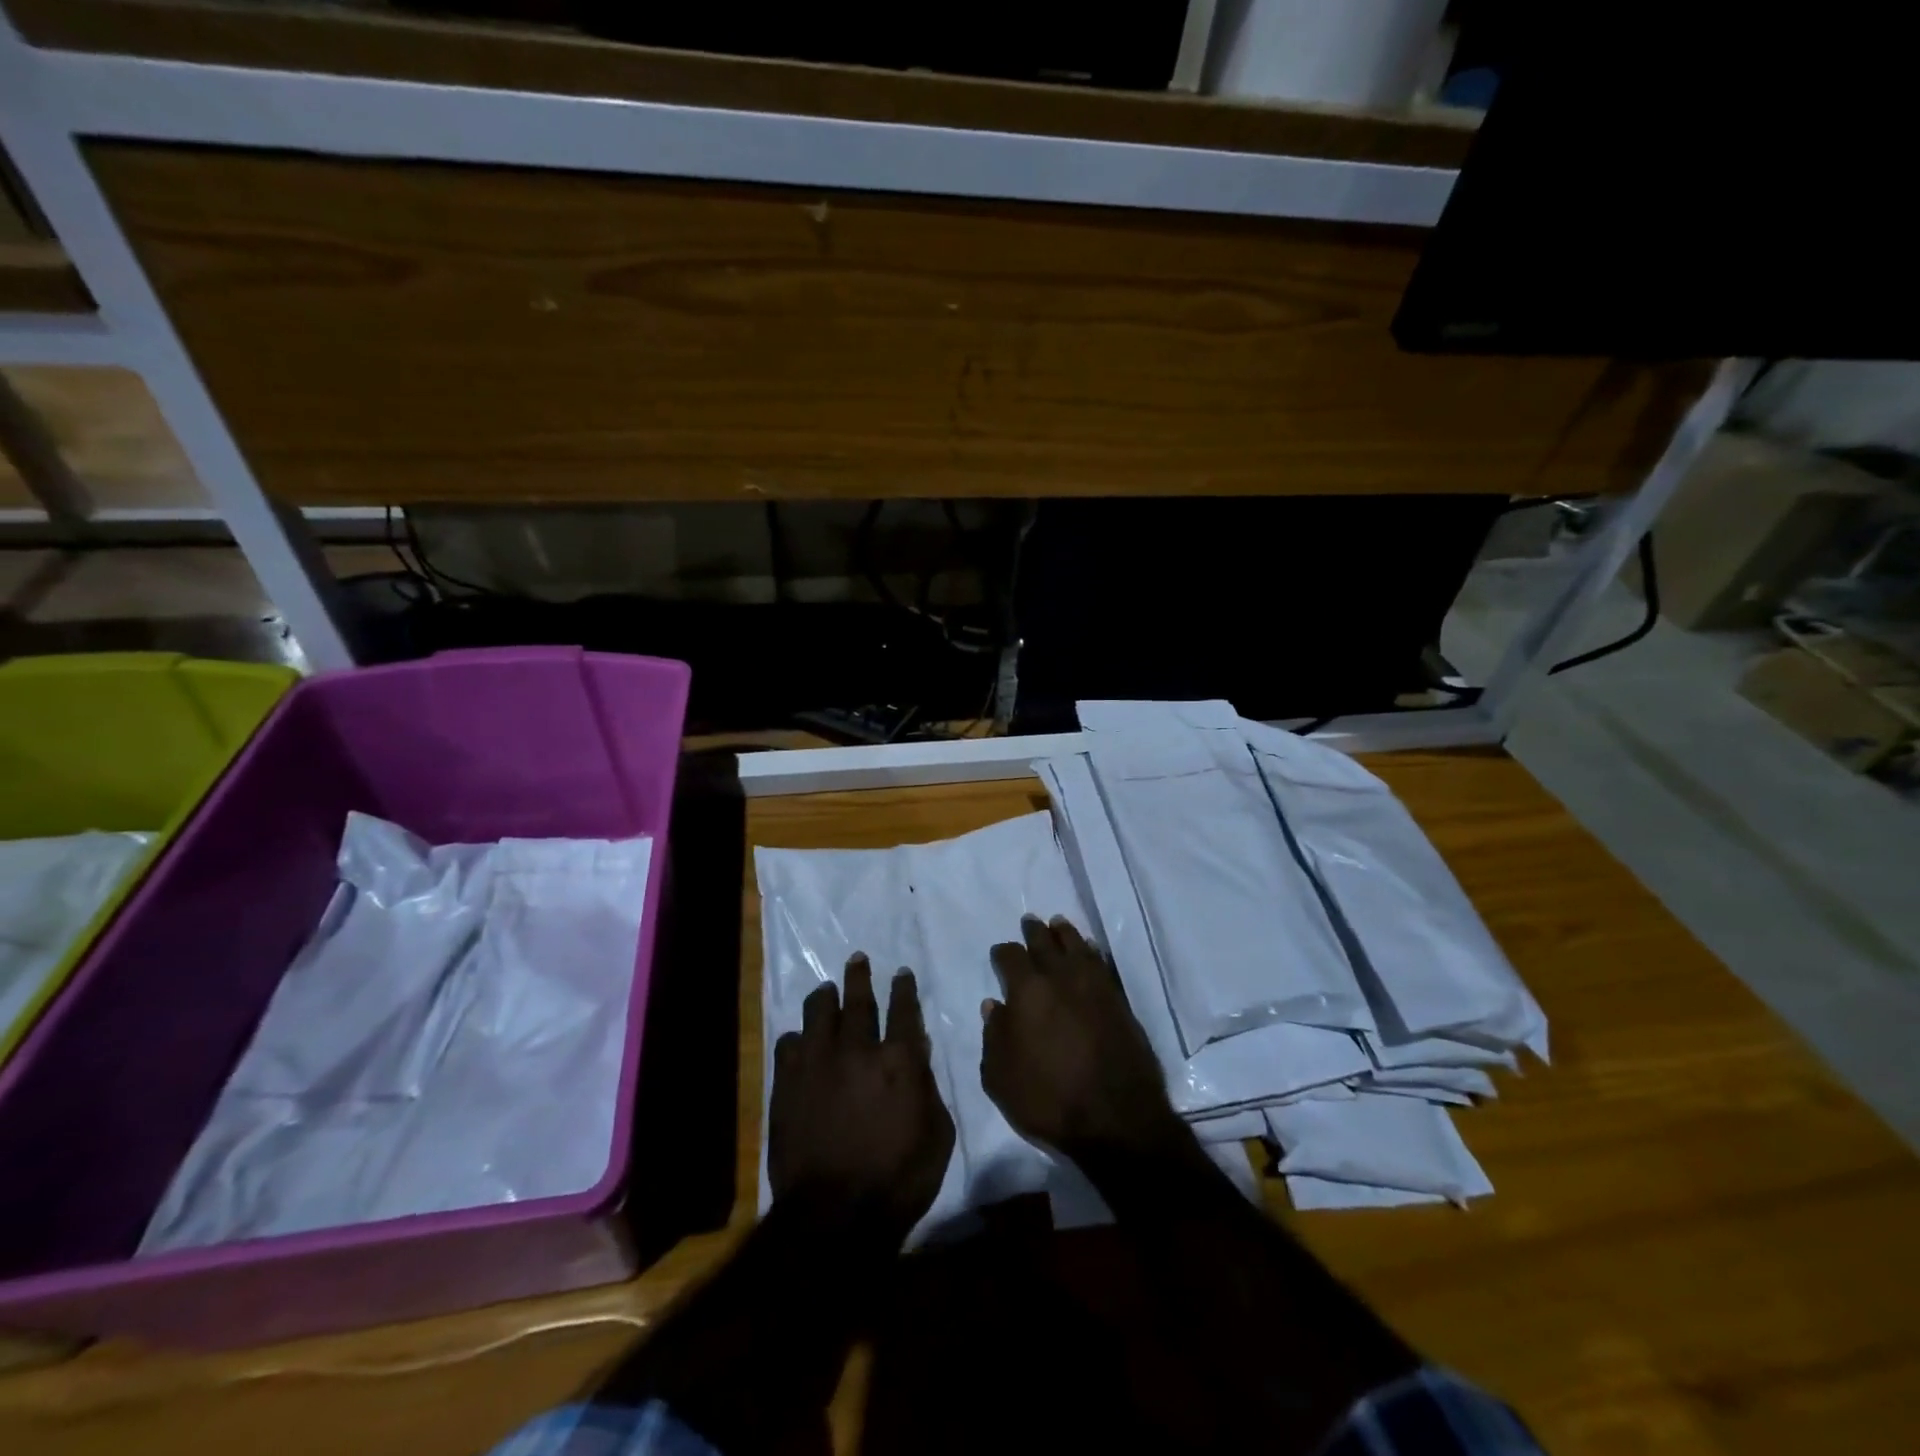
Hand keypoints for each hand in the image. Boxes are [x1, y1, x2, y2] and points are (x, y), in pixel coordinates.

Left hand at [768, 955, 954, 1242]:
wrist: (833, 1218)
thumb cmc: (897, 1181)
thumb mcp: (937, 1136)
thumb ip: (929, 1088)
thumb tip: (919, 1052)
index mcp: (898, 1060)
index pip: (903, 1009)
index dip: (904, 988)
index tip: (902, 973)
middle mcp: (857, 1049)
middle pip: (858, 999)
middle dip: (860, 976)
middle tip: (858, 958)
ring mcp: (817, 1063)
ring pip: (818, 1012)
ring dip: (825, 996)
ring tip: (827, 990)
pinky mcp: (787, 1083)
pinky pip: (788, 1044)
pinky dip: (797, 1038)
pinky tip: (800, 1041)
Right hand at [981, 916, 1182, 1158]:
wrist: (1117, 1119)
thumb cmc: (1048, 1099)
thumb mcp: (1001, 1078)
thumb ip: (993, 1037)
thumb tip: (994, 1006)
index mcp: (1027, 991)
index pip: (1010, 957)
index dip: (1003, 953)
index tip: (1000, 955)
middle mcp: (1060, 977)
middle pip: (1045, 941)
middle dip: (1034, 931)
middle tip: (1030, 922)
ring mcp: (1094, 986)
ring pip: (1076, 945)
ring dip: (1064, 933)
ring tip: (1058, 924)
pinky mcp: (1119, 1000)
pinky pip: (1101, 963)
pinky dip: (1090, 952)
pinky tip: (1088, 951)